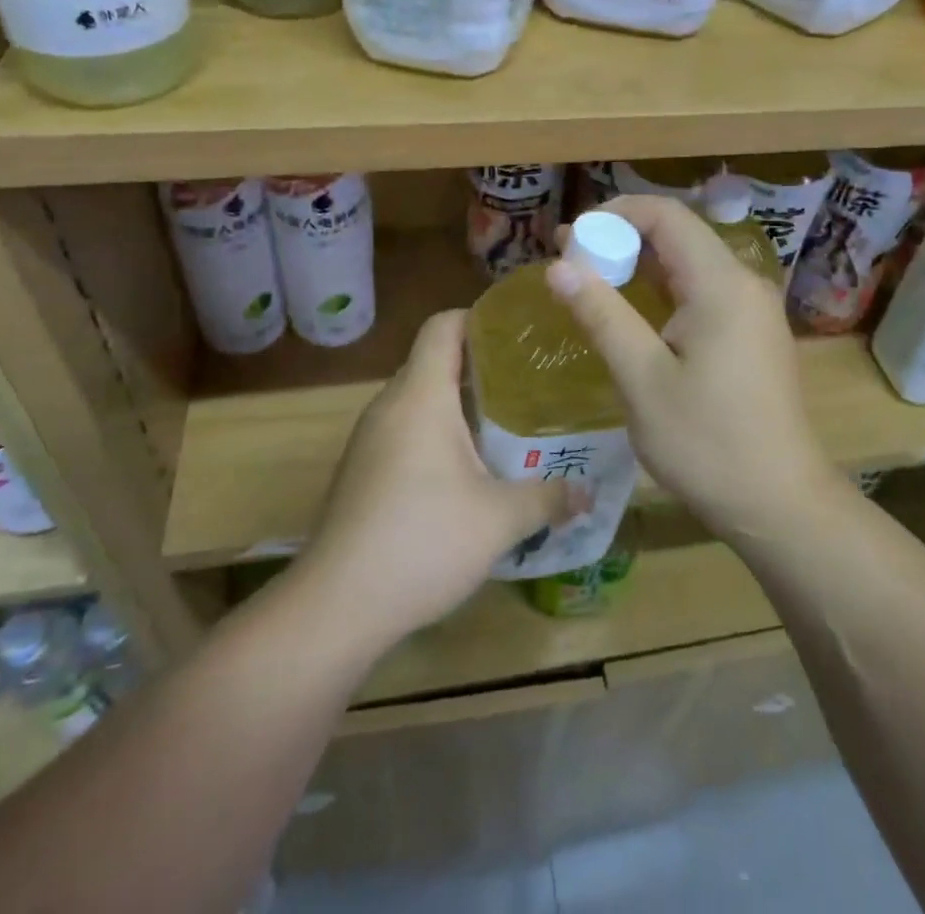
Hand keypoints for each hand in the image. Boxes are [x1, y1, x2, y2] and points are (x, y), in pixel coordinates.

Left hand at [295, 310, 572, 649]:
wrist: (335, 607)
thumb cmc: (422, 542)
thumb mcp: (500, 519)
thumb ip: (549, 498)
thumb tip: (589, 493)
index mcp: (421, 395)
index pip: (444, 325)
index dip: (482, 318)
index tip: (522, 333)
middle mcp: (390, 405)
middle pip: (435, 359)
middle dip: (483, 364)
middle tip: (531, 380)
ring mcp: (371, 438)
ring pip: (421, 398)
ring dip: (461, 403)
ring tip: (509, 420)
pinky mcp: (362, 470)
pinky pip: (407, 429)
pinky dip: (439, 432)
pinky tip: (470, 467)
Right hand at [546, 195, 842, 542]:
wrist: (779, 504)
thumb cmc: (707, 443)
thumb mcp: (642, 380)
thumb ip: (602, 314)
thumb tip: (558, 266)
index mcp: (721, 284)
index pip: (666, 215)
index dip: (615, 213)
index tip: (572, 238)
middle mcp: (743, 284)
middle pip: (679, 235)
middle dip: (622, 238)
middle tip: (571, 260)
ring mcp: (753, 310)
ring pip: (690, 264)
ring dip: (641, 265)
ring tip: (591, 280)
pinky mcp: (752, 334)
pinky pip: (703, 292)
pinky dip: (664, 291)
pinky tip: (634, 312)